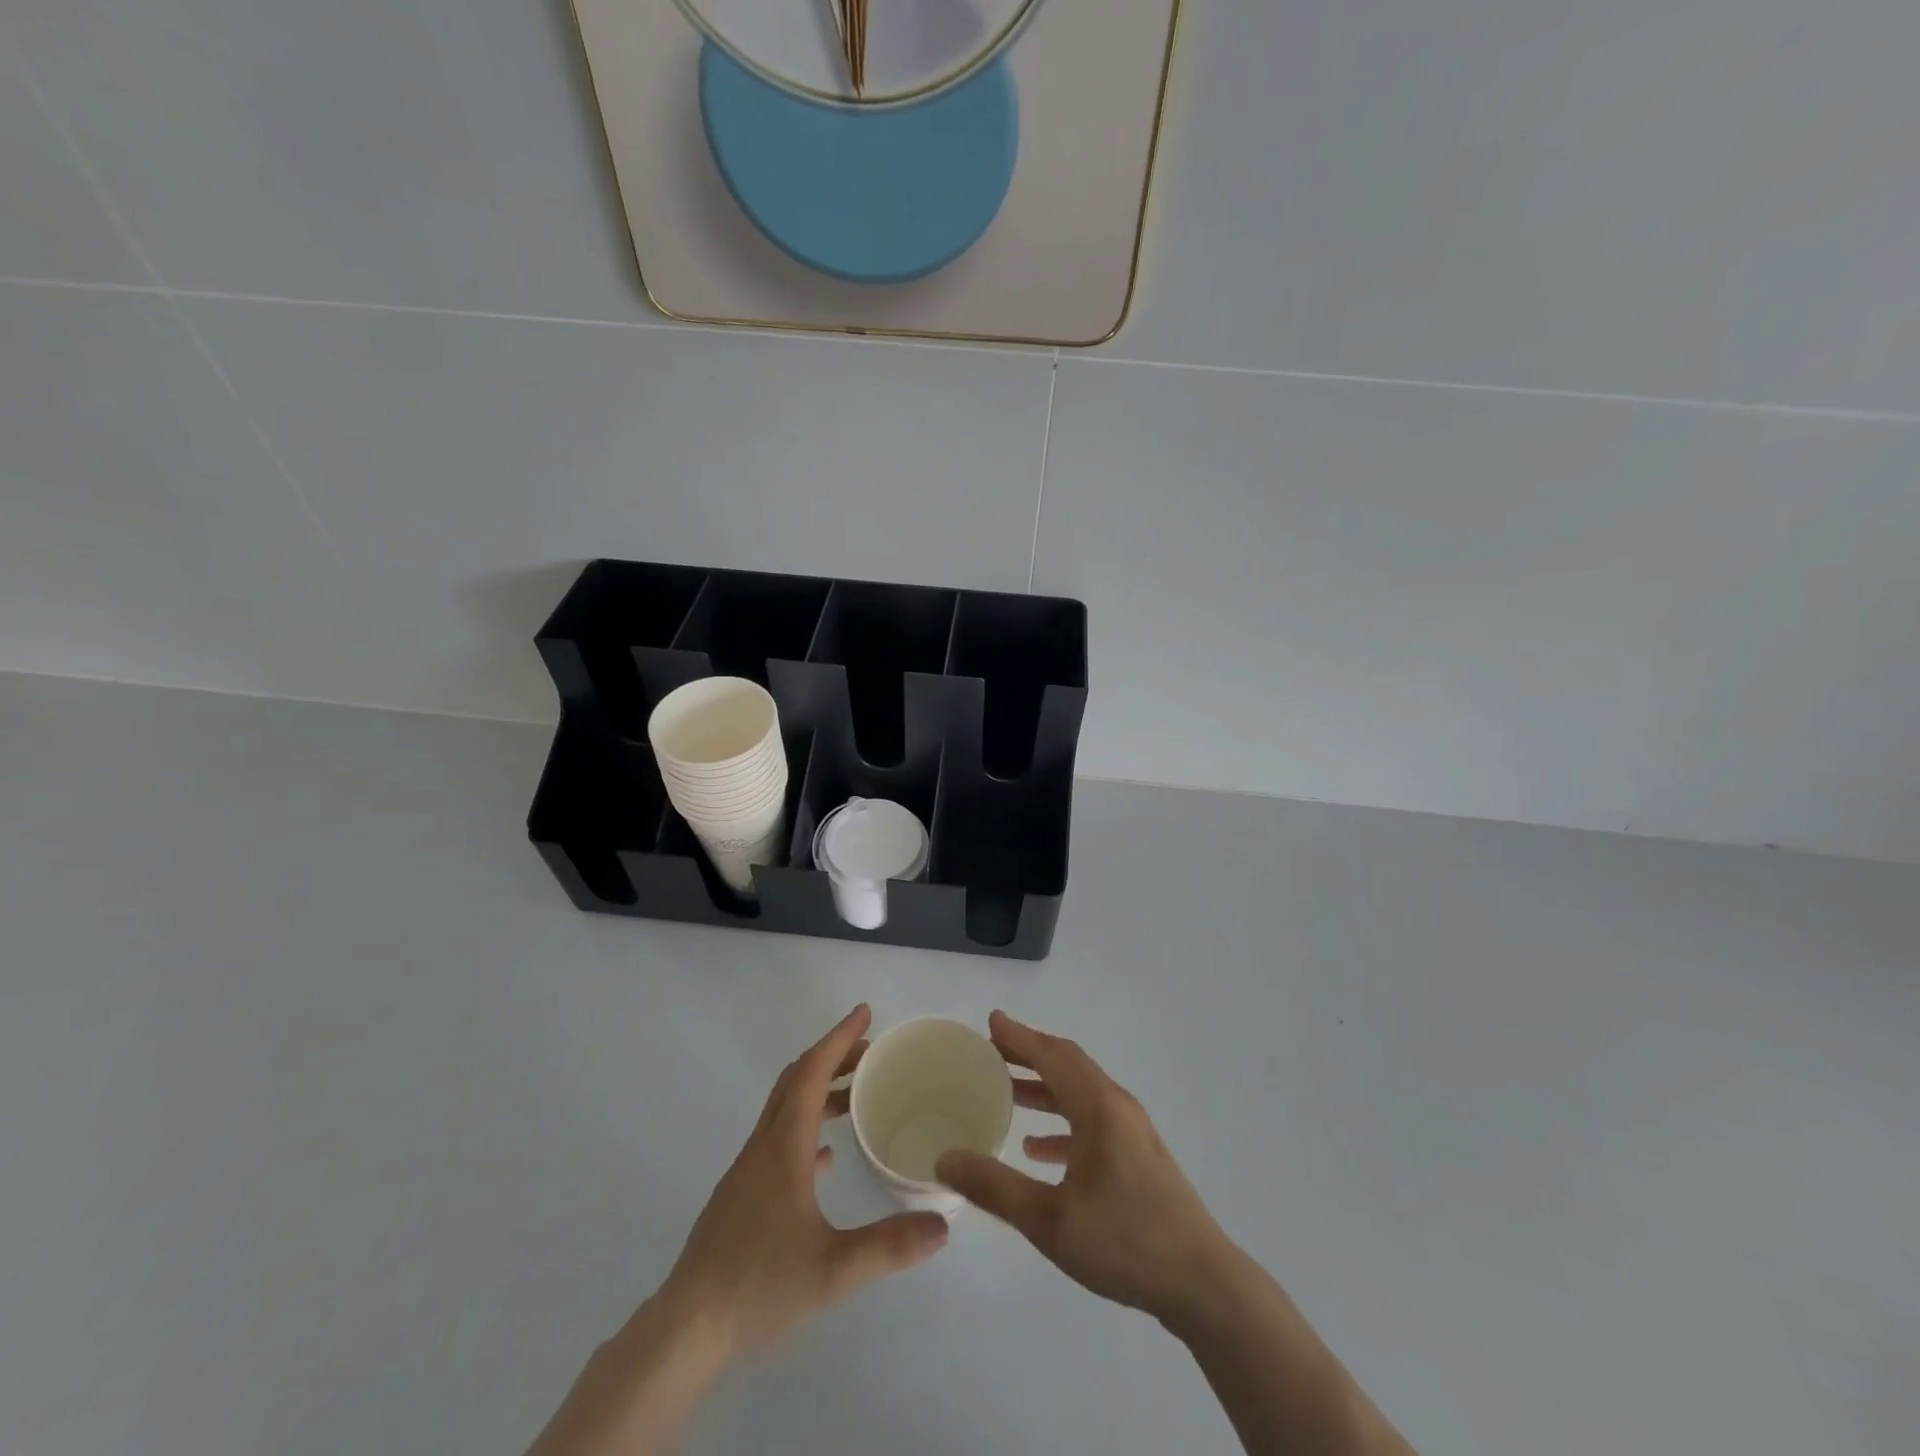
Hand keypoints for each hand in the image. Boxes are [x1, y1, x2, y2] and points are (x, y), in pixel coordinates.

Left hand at [664, 1003, 950, 1355]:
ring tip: (855, 1095)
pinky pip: (777, 1140)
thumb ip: (889, 1246)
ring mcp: (748, 1170)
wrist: (687, 1329)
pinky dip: (805, 1128)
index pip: (811, 1072)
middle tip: (870, 1050)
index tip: (865, 1013)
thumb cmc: (759, 1286)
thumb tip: (943, 1226)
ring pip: (785, 1108)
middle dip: (833, 1056)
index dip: (839, 1038)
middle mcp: (763, 1146)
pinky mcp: (741, 1195)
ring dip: (819, 1090)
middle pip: (796, 1080)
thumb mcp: (833, 1270)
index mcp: (783, 1147)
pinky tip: (824, 1157)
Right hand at [935, 1011, 1230, 1326]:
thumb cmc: (1125, 1243)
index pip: (1052, 1056)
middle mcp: (1117, 1107)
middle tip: (992, 1052)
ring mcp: (1132, 1131)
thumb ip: (995, 1187)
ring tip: (1008, 1093)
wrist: (1202, 1284)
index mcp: (1098, 1108)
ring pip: (1080, 1093)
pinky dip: (1063, 1122)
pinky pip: (1093, 1121)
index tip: (991, 1022)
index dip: (1020, 1037)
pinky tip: (1038, 1150)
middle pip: (1068, 1065)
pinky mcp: (1139, 1156)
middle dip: (1030, 1055)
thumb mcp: (1049, 1221)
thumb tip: (946, 1159)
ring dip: (1045, 1088)